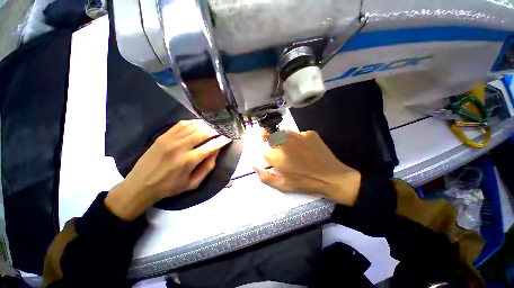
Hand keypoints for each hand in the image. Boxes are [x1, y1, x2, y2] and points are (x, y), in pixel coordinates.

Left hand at [106, 120, 231, 219]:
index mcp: (189, 161)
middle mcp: (180, 147)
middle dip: (216, 131)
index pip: (211, 146)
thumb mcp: (193, 183)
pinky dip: (193, 122)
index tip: (229, 137)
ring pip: (194, 126)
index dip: (223, 140)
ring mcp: (170, 139)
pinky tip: (198, 125)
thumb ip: (207, 167)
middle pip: (204, 132)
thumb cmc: (170, 187)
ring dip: (206, 125)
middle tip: (222, 131)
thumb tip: (217, 151)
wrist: (140, 185)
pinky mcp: (163, 136)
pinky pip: (181, 124)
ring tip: (212, 127)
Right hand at [255, 130, 360, 205]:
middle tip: (279, 150)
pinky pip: (298, 134)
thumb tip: (254, 166)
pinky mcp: (309, 133)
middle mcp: (284, 143)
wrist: (332, 177)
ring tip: (293, 149)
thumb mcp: (282, 186)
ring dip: (284, 139)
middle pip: (270, 136)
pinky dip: (298, 140)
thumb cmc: (305, 183)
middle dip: (271, 141)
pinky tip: (306, 149)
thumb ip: (265, 177)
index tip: (269, 155)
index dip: (264, 151)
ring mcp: (297, 136)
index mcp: (276, 156)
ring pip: (283, 132)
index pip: (261, 148)